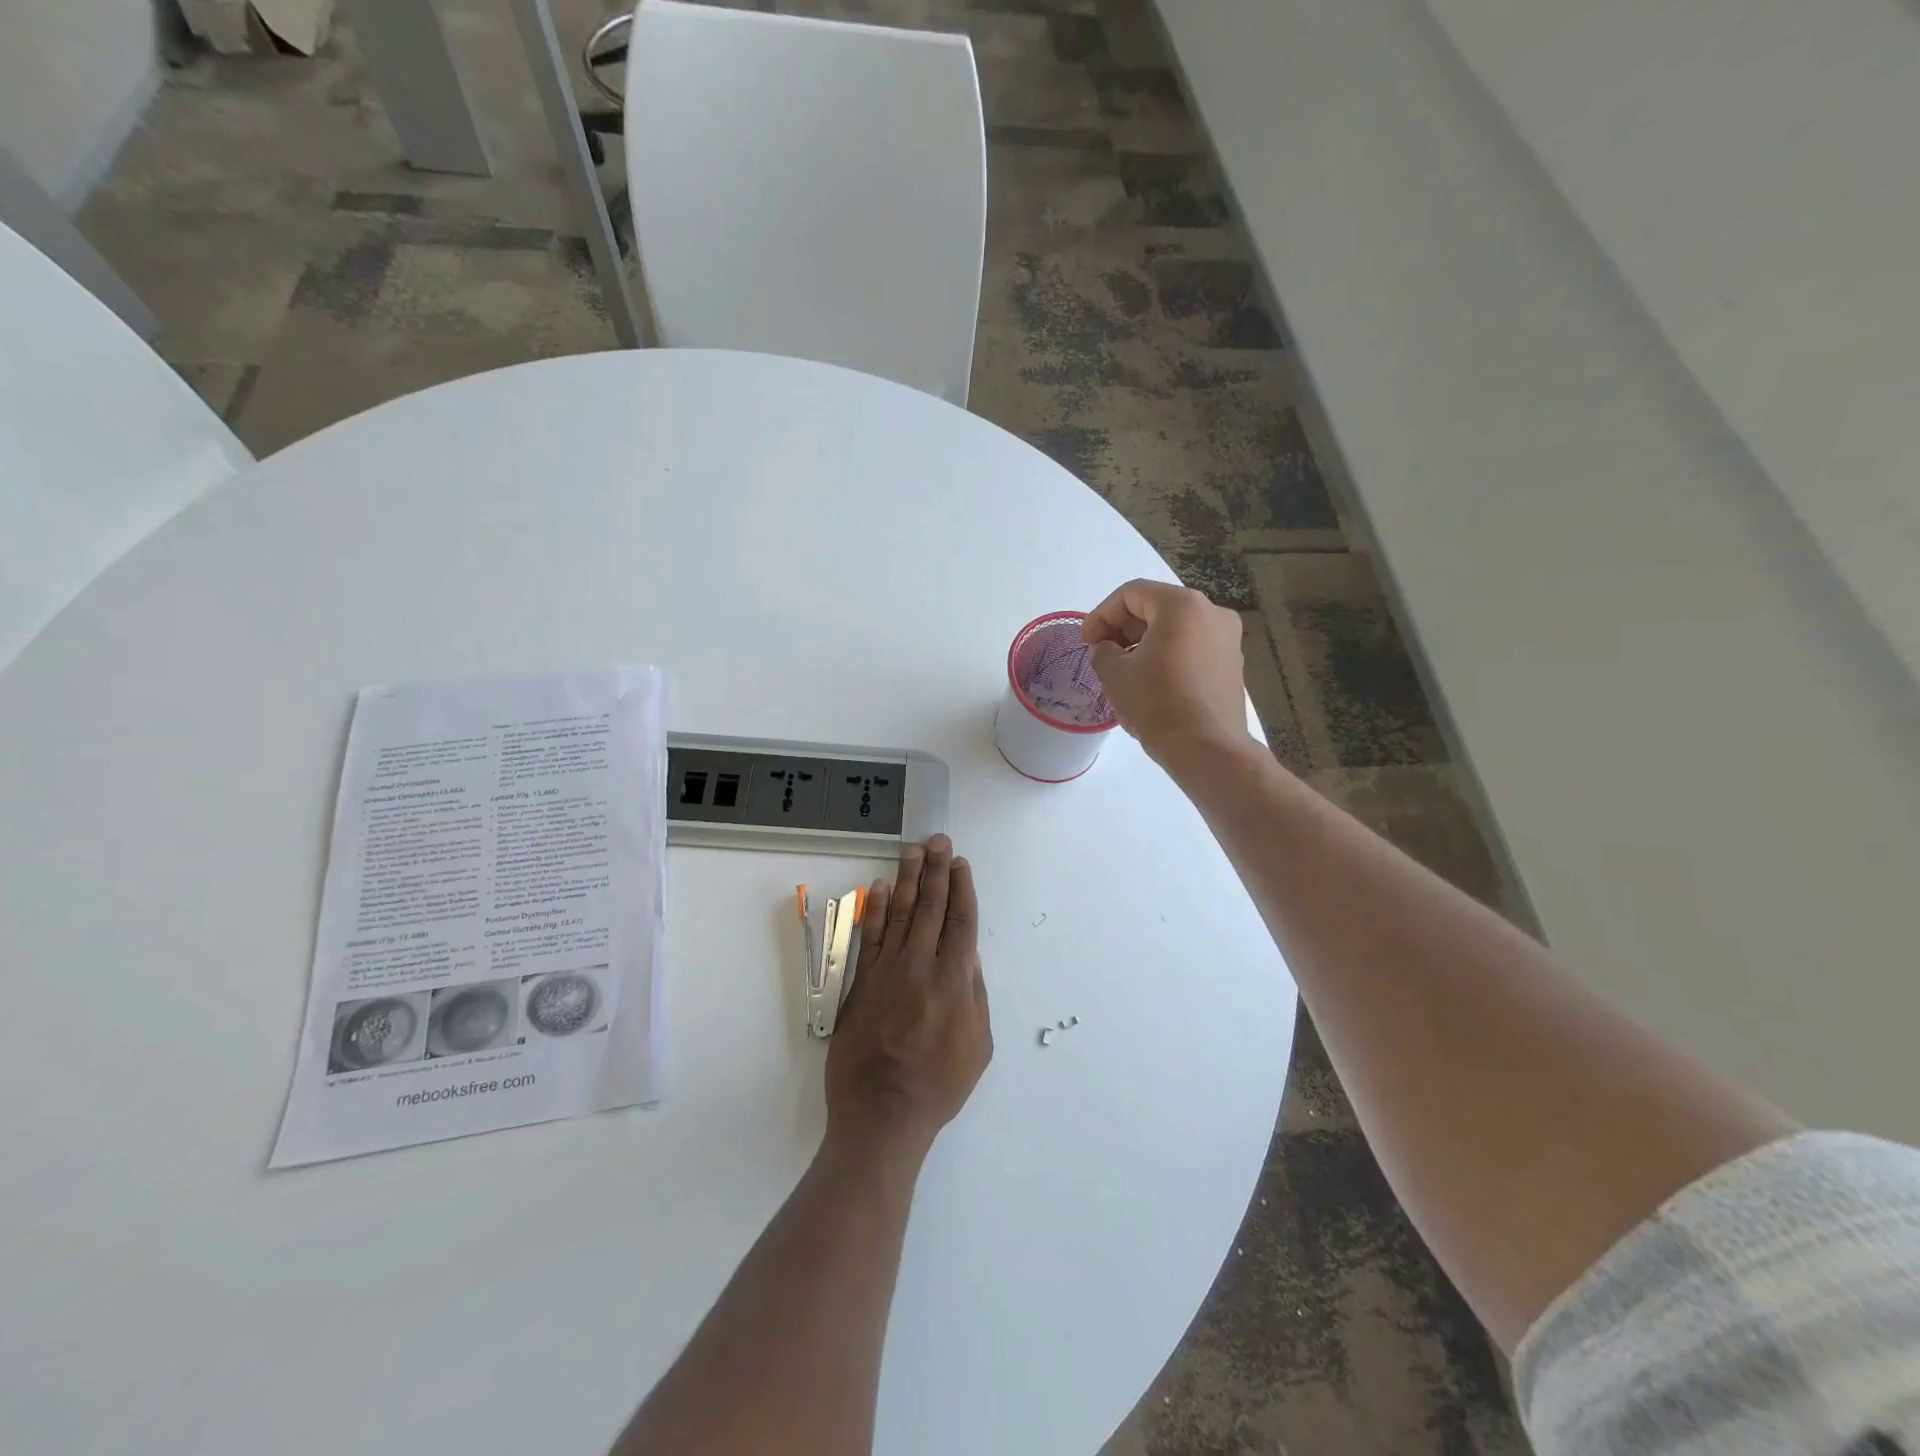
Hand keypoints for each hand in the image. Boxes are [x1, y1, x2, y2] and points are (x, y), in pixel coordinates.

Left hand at [825, 835, 991, 1162]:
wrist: (882, 1114)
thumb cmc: (939, 1085)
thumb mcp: (978, 1045)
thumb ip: (974, 994)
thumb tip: (968, 954)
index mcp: (954, 981)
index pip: (960, 922)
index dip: (961, 889)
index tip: (960, 863)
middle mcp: (920, 966)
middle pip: (930, 908)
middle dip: (936, 871)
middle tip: (938, 840)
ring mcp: (886, 971)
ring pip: (899, 914)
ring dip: (907, 879)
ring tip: (913, 850)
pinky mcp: (860, 982)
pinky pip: (868, 937)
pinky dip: (874, 910)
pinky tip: (880, 887)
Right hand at [1083, 580, 1254, 760]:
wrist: (1206, 748)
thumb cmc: (1156, 703)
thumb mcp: (1115, 674)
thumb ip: (1103, 651)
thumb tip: (1107, 649)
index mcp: (1182, 605)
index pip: (1131, 594)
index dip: (1101, 615)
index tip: (1086, 642)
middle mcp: (1212, 613)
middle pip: (1156, 607)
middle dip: (1123, 628)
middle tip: (1101, 654)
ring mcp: (1227, 639)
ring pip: (1176, 628)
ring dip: (1144, 642)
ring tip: (1123, 670)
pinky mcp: (1232, 665)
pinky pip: (1192, 648)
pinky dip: (1167, 655)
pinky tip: (1150, 681)